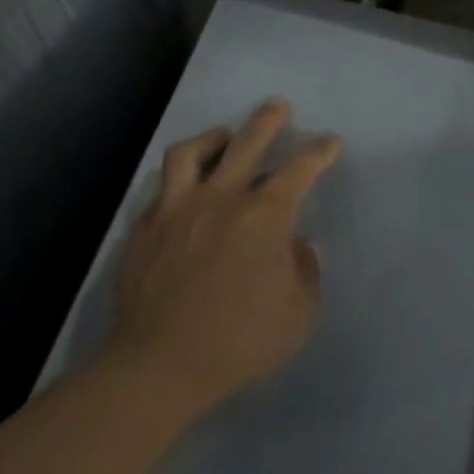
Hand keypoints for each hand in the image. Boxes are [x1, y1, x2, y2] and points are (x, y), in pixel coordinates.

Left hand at [109, 99, 340, 414]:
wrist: (158, 366)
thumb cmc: (240, 340)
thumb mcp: (297, 314)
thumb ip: (305, 272)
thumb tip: (300, 246)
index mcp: (264, 214)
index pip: (299, 168)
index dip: (318, 151)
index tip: (330, 142)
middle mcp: (220, 198)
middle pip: (245, 142)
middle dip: (265, 121)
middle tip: (276, 106)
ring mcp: (176, 209)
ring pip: (191, 152)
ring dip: (212, 138)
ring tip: (223, 136)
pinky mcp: (144, 229)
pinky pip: (162, 189)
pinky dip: (180, 180)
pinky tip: (186, 190)